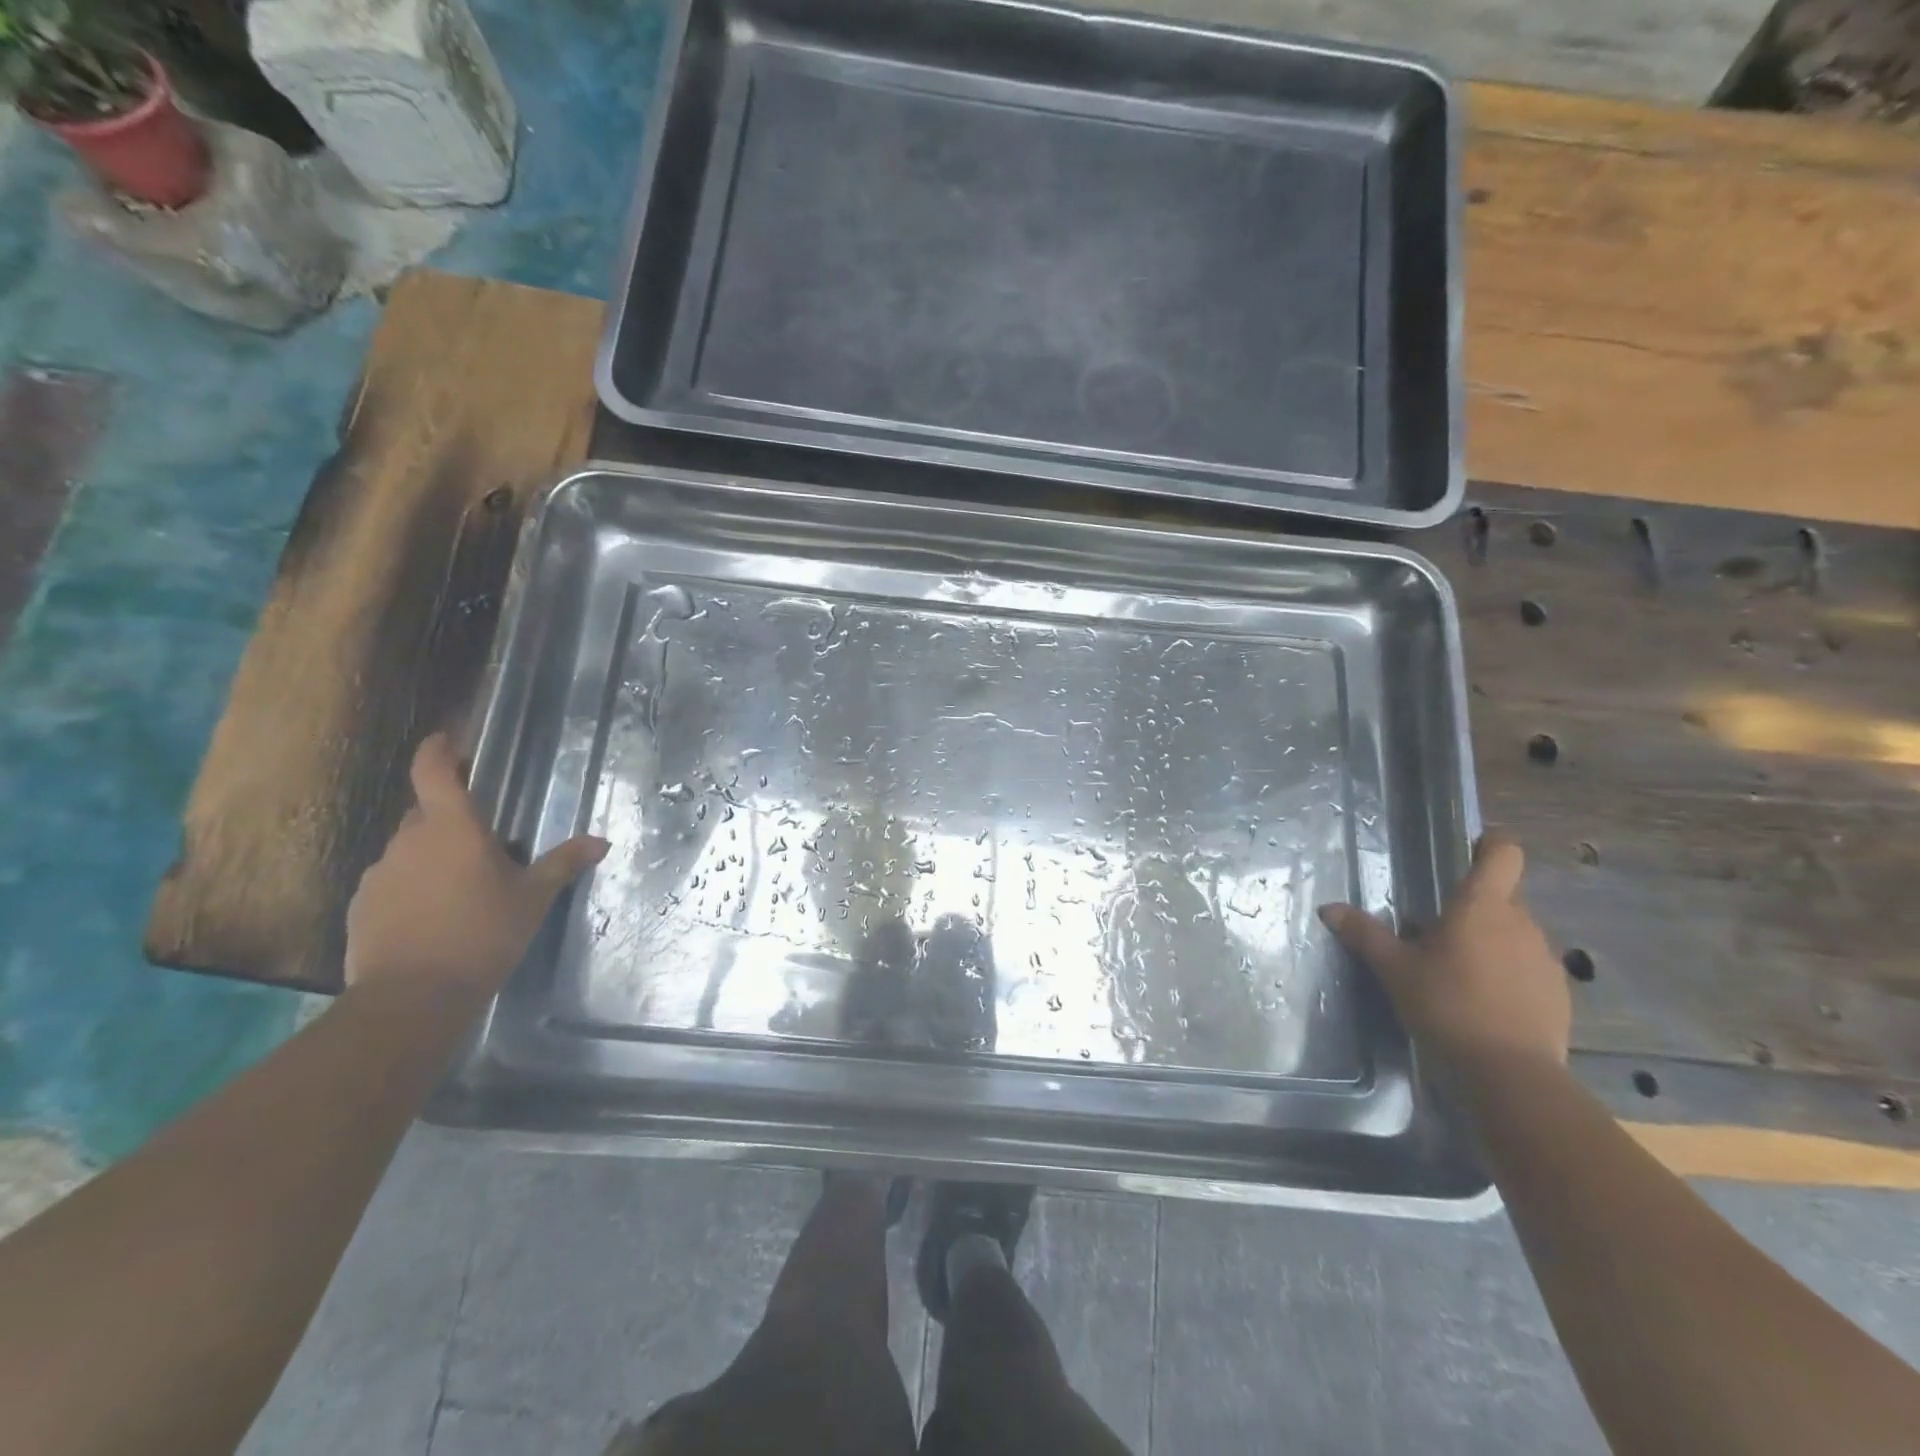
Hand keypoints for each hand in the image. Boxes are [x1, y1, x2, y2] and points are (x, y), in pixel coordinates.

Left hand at [344, 734, 608, 998]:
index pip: (433, 771)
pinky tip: (433, 916)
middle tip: (482, 839)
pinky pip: (393, 882)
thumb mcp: (533, 898)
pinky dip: (412, 887)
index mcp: (452, 829)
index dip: (438, 749)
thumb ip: (563, 863)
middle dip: (449, 817)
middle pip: (425, 813)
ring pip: (409, 850)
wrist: (412, 997)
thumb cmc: (483, 934)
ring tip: (460, 887)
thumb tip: (600, 841)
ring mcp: (379, 874)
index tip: (447, 739)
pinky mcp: (362, 906)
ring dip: (432, 856)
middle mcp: (409, 841)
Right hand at [1317, 833, 1568, 1071]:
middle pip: (1502, 896)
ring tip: (1457, 970)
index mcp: (1482, 907)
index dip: (1490, 844)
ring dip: (1490, 940)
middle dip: (1473, 906)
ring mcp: (1545, 958)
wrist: (1512, 1074)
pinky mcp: (1558, 992)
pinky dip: (1508, 972)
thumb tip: (1329, 908)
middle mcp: (1521, 923)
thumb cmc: (1447, 1006)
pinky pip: (1528, 965)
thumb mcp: (1394, 969)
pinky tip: (1484, 1000)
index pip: (1503, 854)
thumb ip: (1364, 934)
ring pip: (1515, 932)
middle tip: (1436, 930)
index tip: (1470, 846)